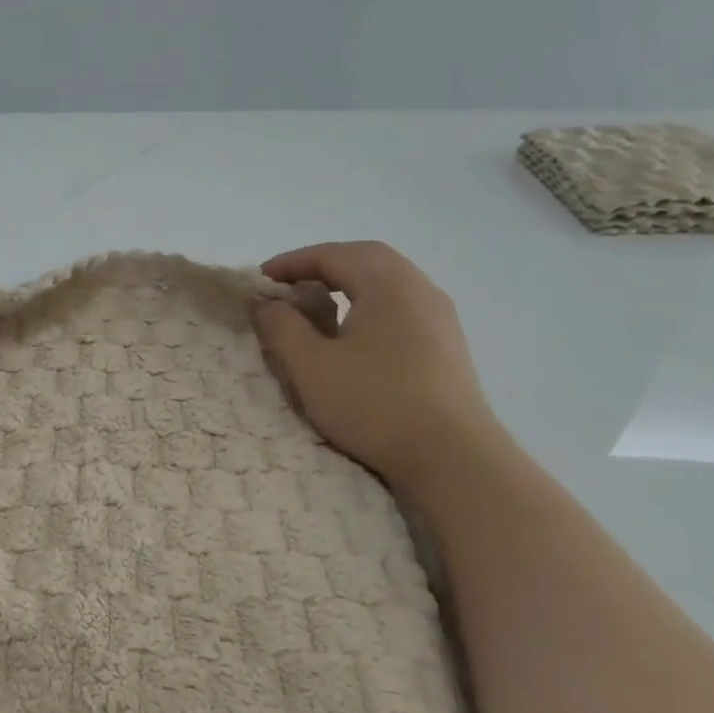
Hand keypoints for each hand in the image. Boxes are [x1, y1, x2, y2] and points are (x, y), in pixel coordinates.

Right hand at [252, 241, 498, 487]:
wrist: (452, 457)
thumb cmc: (374, 404)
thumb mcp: (311, 366)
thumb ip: (282, 328)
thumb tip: (267, 303)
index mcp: (387, 285)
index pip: (333, 255)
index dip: (293, 262)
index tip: (261, 278)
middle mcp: (419, 289)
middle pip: (367, 259)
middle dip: (323, 265)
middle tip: (289, 284)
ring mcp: (440, 318)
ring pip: (389, 282)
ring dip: (349, 284)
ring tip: (318, 306)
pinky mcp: (447, 345)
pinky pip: (402, 306)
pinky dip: (370, 304)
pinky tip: (355, 334)